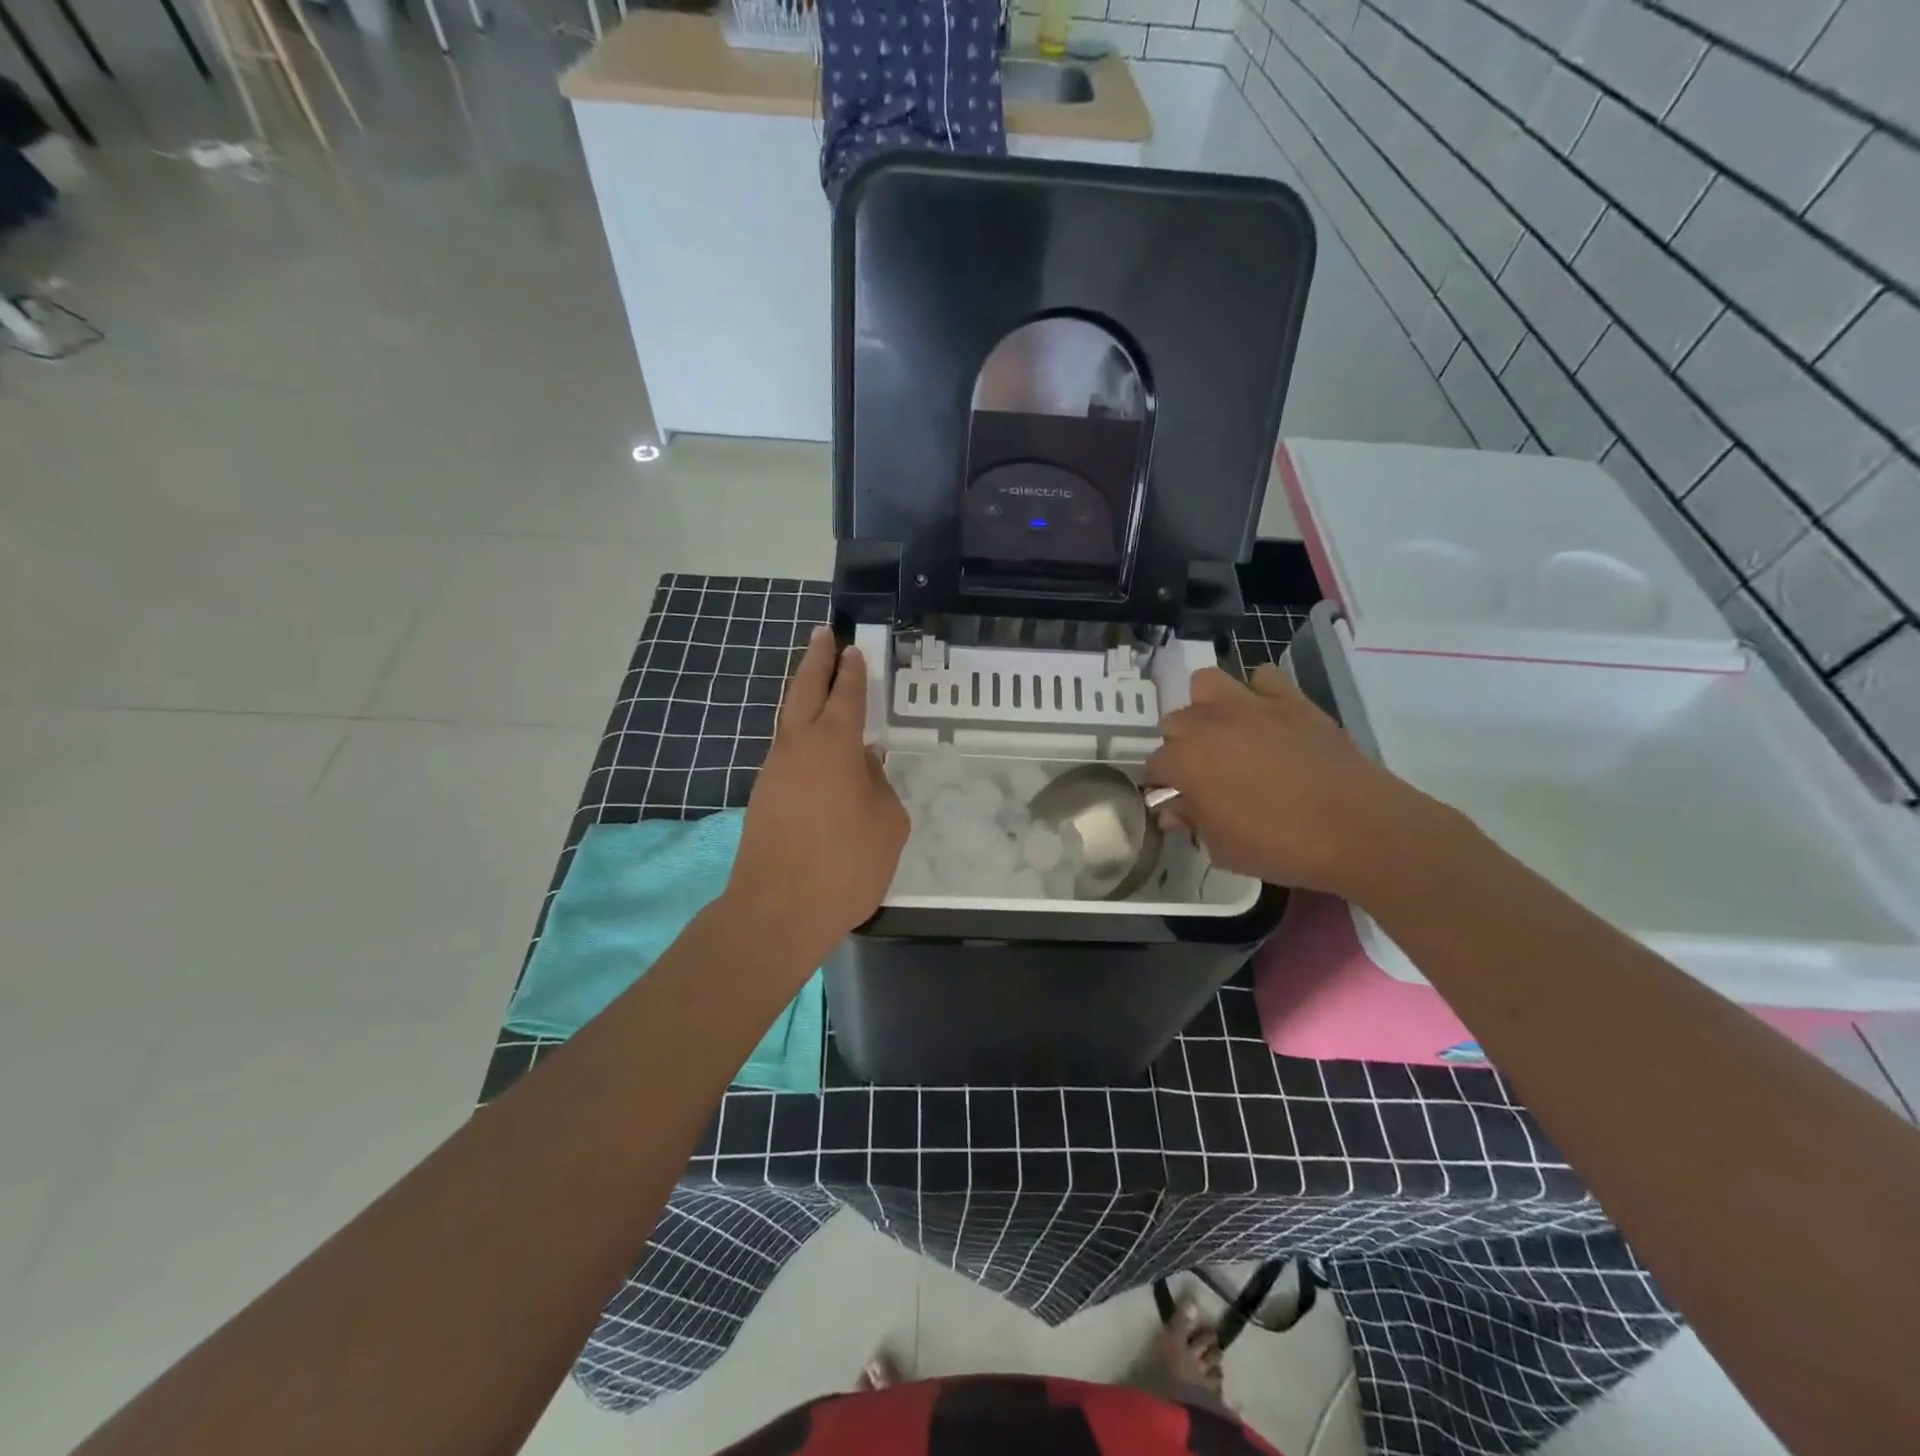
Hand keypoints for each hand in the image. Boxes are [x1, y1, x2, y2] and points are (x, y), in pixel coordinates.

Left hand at [727, 627, 908, 967]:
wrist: (777, 911)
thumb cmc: (845, 865)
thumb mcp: (887, 824)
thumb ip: (879, 786)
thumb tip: (865, 766)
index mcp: (833, 745)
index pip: (845, 695)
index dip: (851, 671)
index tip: (852, 649)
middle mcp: (797, 747)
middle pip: (804, 690)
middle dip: (815, 661)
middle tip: (823, 634)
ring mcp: (774, 771)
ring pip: (789, 721)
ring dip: (803, 696)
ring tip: (818, 684)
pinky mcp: (763, 797)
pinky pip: (787, 752)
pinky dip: (801, 736)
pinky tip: (817, 750)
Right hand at [1147, 664, 1436, 898]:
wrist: (1357, 828)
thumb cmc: (1280, 846)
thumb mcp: (1222, 848)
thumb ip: (1193, 822)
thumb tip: (1174, 811)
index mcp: (1186, 760)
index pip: (1154, 766)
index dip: (1161, 784)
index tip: (1173, 800)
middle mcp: (1210, 723)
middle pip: (1175, 722)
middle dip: (1180, 745)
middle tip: (1201, 771)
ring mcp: (1252, 706)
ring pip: (1207, 684)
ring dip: (1207, 706)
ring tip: (1225, 732)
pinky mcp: (1292, 700)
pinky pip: (1263, 679)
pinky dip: (1259, 693)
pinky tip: (1267, 719)